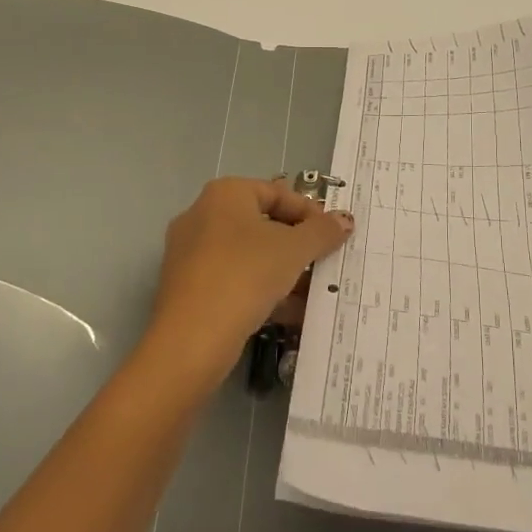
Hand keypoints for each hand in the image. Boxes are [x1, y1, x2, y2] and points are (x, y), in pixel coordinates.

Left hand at [142, 178, 353, 385]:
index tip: (333, 235)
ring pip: (248, 255)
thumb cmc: (246, 275)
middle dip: (297, 245)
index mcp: (225, 194)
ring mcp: (190, 252)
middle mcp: (202, 215)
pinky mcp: (188, 287)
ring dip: (283, 271)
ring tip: (312, 292)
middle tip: (324, 262)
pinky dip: (261, 290)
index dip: (310, 212)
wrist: (192, 339)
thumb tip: (344, 220)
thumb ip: (322, 232)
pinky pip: (233, 279)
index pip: (278, 192)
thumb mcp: (294, 250)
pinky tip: (288, 313)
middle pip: (262, 223)